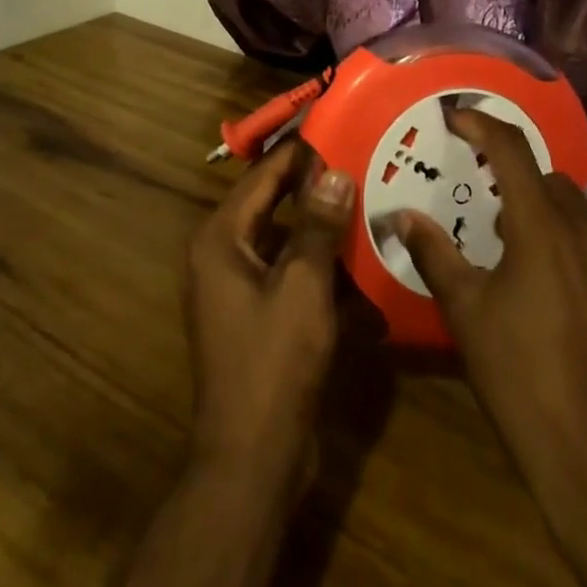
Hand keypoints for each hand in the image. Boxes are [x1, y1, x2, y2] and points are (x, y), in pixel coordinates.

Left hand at [114, 140, 354, 586]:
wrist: (252, 460)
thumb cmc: (272, 363)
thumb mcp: (302, 287)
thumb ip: (317, 226)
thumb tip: (333, 172)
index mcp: (220, 238)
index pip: (263, 175)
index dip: (298, 151)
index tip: (336, 126)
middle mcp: (222, 254)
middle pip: (272, 204)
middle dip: (313, 186)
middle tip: (359, 159)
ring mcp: (237, 287)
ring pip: (285, 239)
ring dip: (321, 225)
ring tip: (366, 198)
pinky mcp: (257, 315)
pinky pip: (289, 273)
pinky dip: (318, 264)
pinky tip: (359, 258)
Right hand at [396, 109, 586, 586]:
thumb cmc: (521, 380)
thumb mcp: (466, 314)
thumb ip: (435, 254)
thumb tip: (402, 217)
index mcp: (543, 228)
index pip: (510, 150)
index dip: (482, 124)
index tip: (457, 116)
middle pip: (552, 184)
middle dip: (520, 188)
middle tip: (494, 221)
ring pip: (586, 223)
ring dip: (555, 228)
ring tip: (531, 268)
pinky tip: (573, 310)